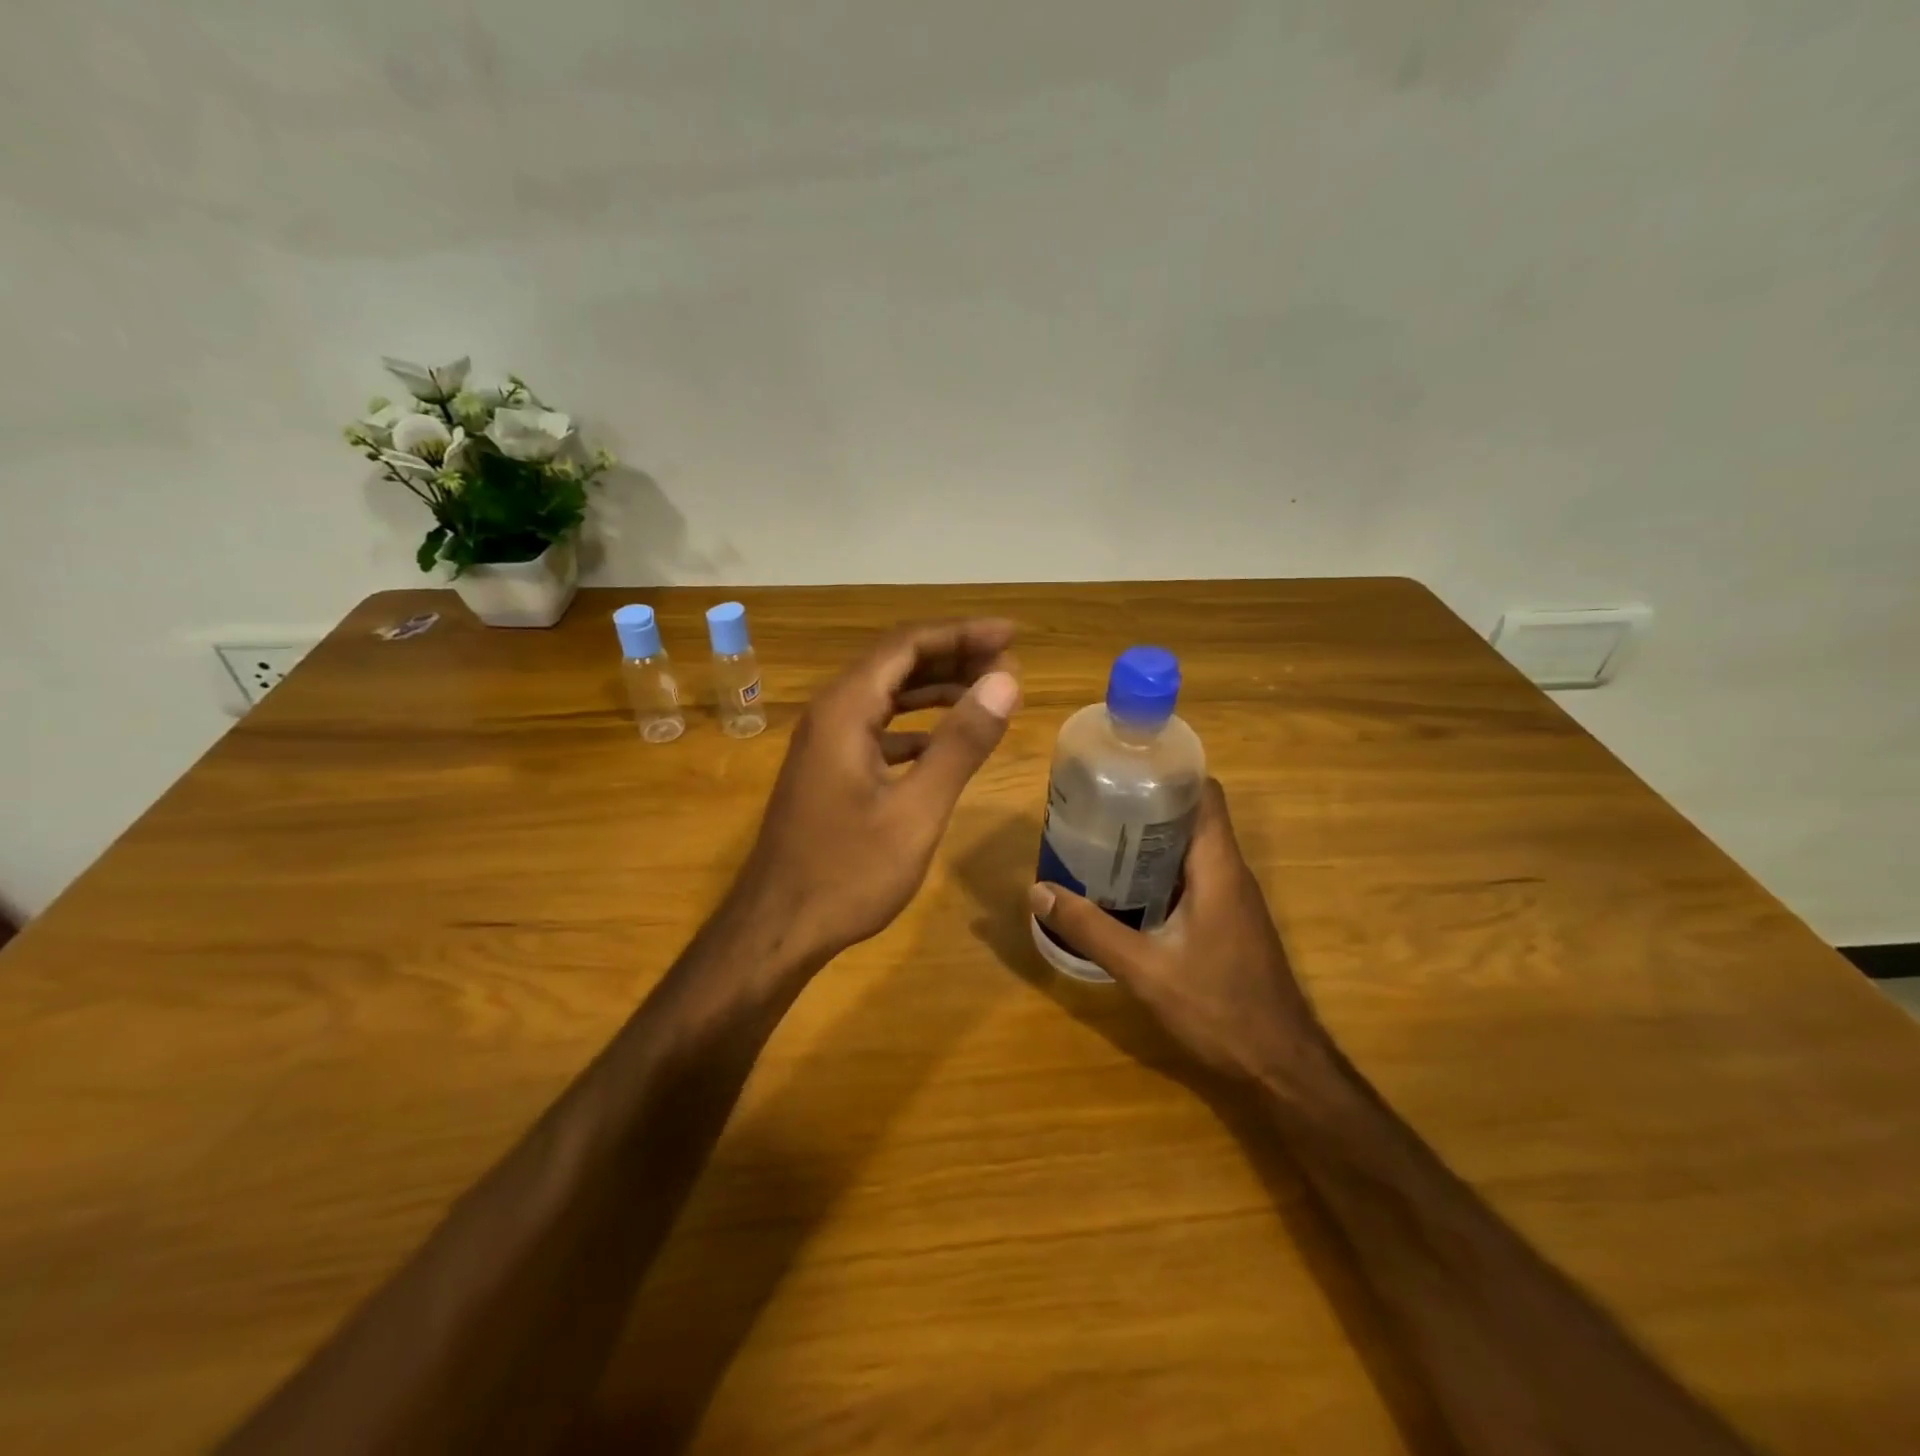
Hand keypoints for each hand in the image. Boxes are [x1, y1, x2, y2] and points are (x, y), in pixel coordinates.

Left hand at [733, 619, 1020, 964]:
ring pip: (887, 694)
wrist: (778, 928)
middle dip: (954, 656)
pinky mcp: (829, 769)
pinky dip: (917, 725)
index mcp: (846, 710)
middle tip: (1009, 664)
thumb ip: (961, 743)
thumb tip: (1005, 681)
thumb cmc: (847, 873)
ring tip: (988, 693)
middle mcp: (831, 713)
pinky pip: (878, 727)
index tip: (1011, 634)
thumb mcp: (916, 811)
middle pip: (896, 662)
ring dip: (936, 688)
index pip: (907, 645)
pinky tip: (945, 740)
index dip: (961, 633)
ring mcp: (826, 742)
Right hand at [1028, 778, 1329, 1089]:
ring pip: (1192, 848)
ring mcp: (1233, 898)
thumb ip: (1091, 929)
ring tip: (1101, 838)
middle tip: (1097, 805)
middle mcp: (1231, 872)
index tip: (1124, 769)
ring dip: (1152, 839)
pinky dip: (1161, 870)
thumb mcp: (1144, 969)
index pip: (1205, 793)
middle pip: (1193, 816)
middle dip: (1148, 804)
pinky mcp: (1229, 920)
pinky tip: (1125, 887)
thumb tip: (1038, 892)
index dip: (1169, 773)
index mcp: (1219, 867)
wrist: (1281, 1064)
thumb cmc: (1218, 1008)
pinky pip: (1194, 876)